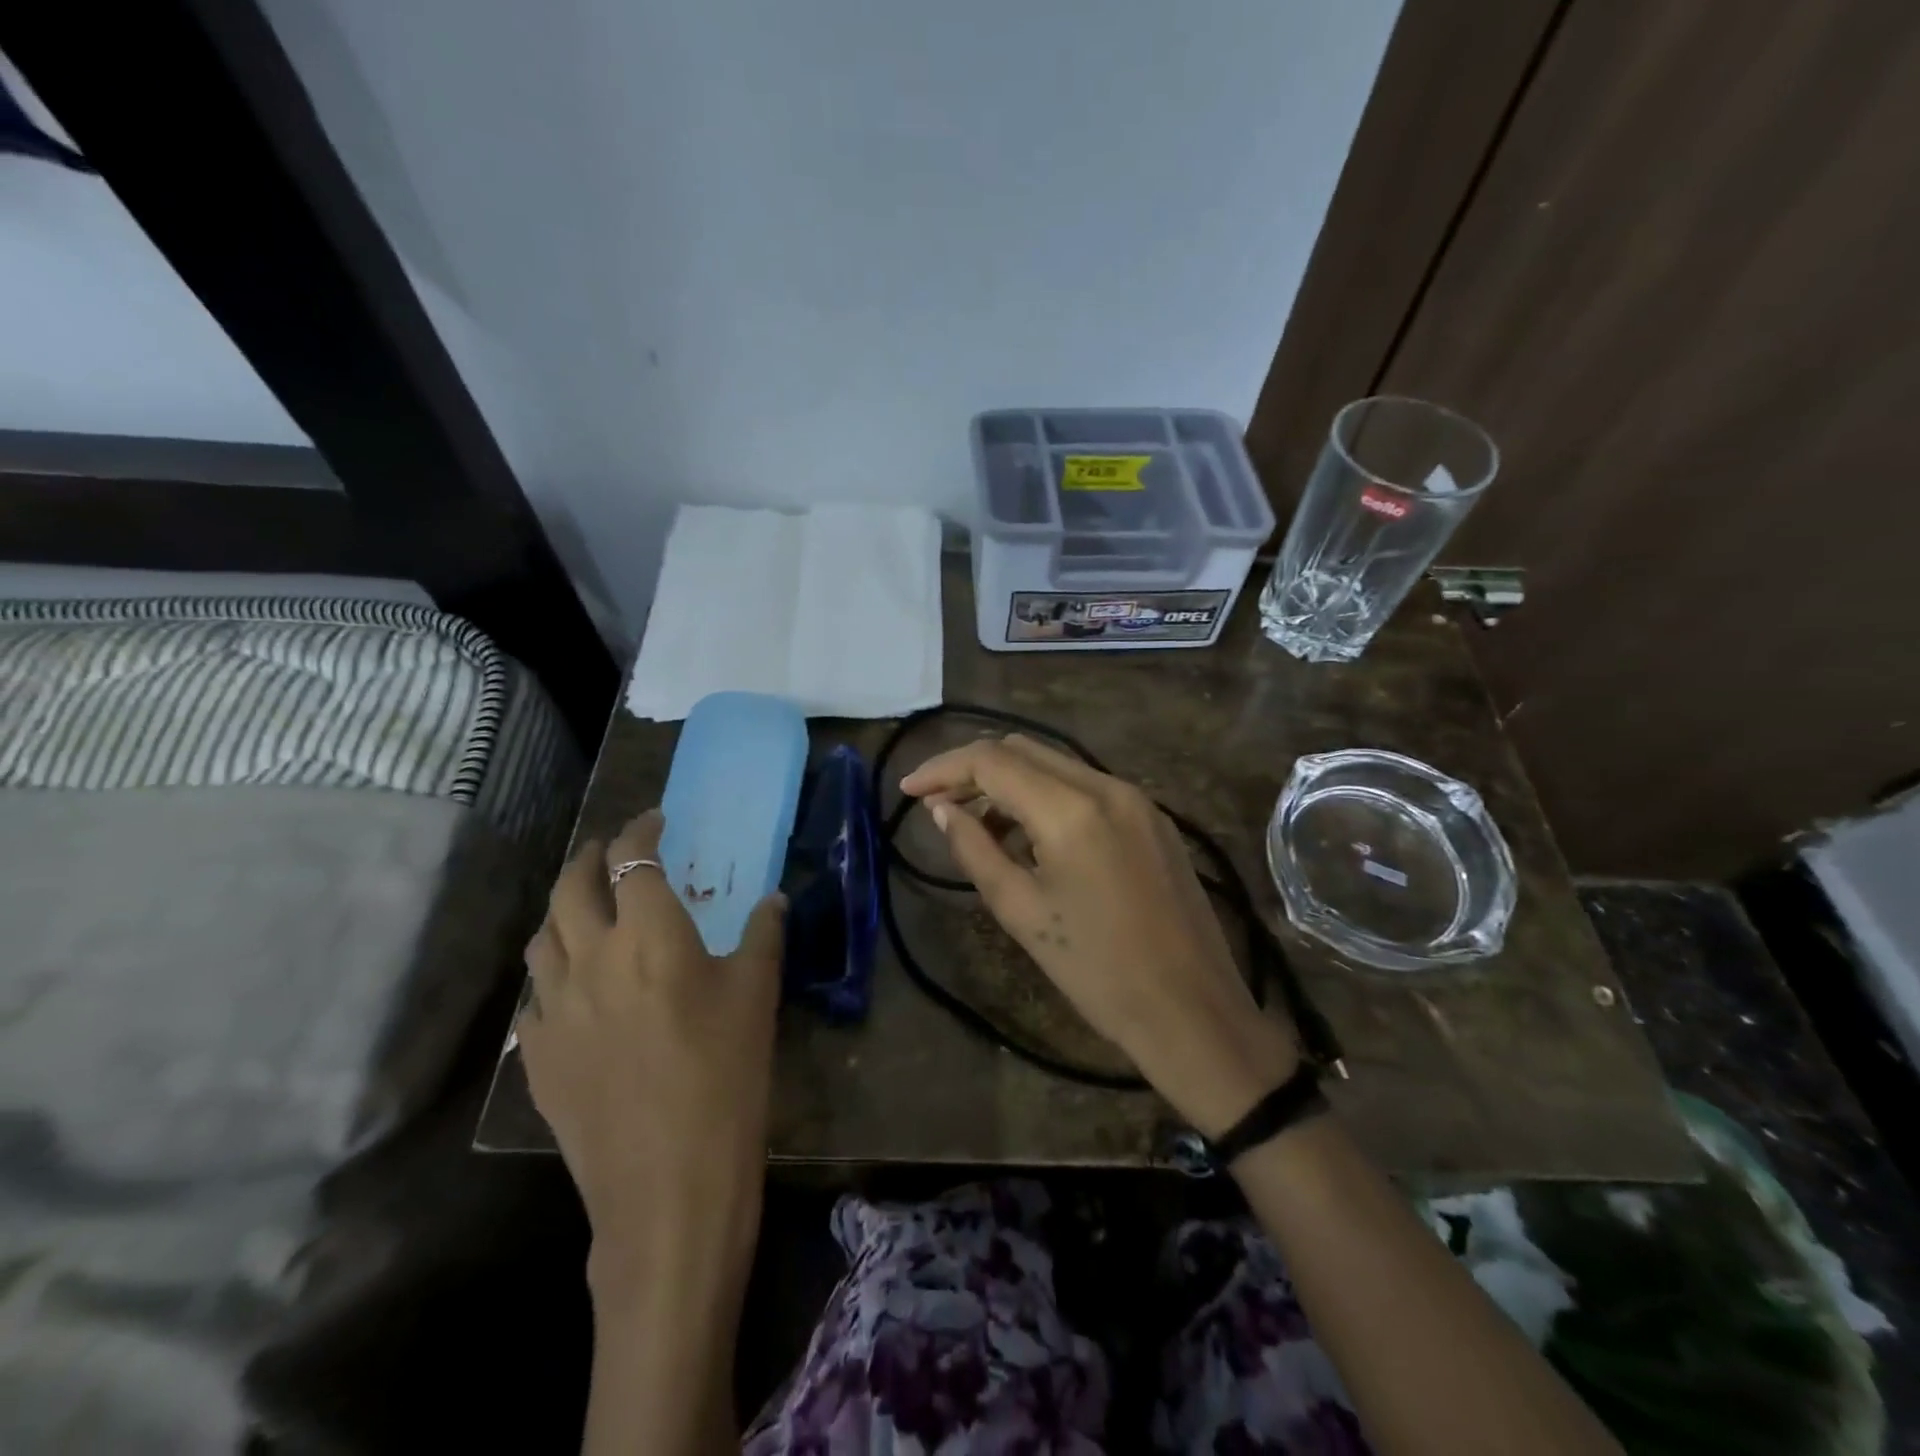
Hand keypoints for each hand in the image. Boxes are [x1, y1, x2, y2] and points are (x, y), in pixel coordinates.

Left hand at [517, 809, 785, 1286]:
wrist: (668, 1185)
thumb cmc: (726, 1077)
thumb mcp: (757, 997)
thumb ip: (763, 936)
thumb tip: (772, 900)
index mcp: (649, 936)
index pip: (633, 861)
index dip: (641, 832)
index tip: (656, 822)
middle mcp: (591, 959)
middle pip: (571, 886)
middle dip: (590, 857)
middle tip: (611, 853)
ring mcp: (554, 1009)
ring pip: (542, 936)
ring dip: (562, 909)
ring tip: (585, 908)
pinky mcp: (537, 1056)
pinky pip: (535, 995)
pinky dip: (553, 973)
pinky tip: (575, 988)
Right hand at [900, 735, 1296, 1136]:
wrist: (1193, 1011)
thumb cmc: (1097, 972)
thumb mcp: (1021, 912)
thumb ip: (975, 849)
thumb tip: (943, 810)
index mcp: (1072, 809)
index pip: (992, 761)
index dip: (942, 769)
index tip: (908, 790)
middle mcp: (1108, 786)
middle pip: (1024, 749)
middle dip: (973, 769)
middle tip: (938, 805)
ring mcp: (1138, 800)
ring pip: (1056, 765)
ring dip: (1010, 783)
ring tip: (978, 826)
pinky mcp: (1154, 819)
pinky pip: (1087, 788)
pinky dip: (1047, 797)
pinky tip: (1030, 836)